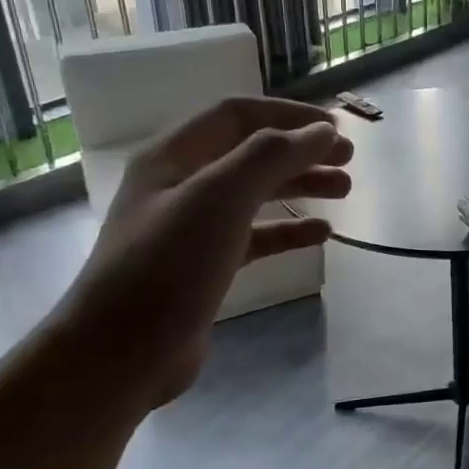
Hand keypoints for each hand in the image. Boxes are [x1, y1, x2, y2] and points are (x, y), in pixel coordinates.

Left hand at [49, 96, 351, 410]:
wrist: (120, 354)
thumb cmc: (168, 265)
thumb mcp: (220, 198)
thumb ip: (272, 156)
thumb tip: (322, 131)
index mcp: (173, 156)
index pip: (237, 114)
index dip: (289, 114)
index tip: (335, 128)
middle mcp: (181, 184)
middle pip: (251, 152)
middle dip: (301, 150)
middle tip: (348, 160)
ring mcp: (192, 227)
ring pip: (256, 193)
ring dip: (301, 185)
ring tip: (345, 190)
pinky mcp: (206, 266)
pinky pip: (255, 236)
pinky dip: (289, 230)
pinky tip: (321, 234)